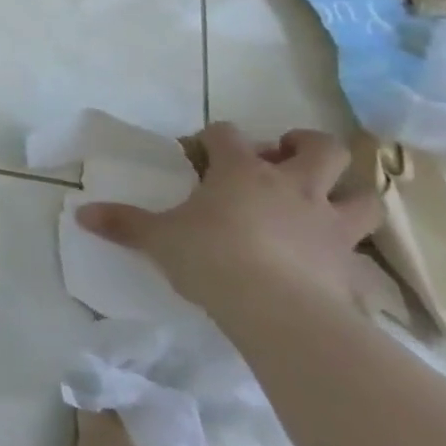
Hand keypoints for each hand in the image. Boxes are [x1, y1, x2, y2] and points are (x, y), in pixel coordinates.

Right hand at [75, 122, 381, 314]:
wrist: (278, 310)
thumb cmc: (211, 257)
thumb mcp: (158, 239)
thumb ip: (124, 224)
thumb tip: (81, 214)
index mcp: (242, 172)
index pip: (228, 134)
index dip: (214, 138)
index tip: (201, 153)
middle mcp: (293, 187)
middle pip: (320, 148)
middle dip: (305, 146)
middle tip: (283, 159)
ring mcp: (329, 225)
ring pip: (363, 195)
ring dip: (347, 194)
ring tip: (323, 204)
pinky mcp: (351, 266)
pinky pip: (364, 255)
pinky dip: (352, 255)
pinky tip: (334, 264)